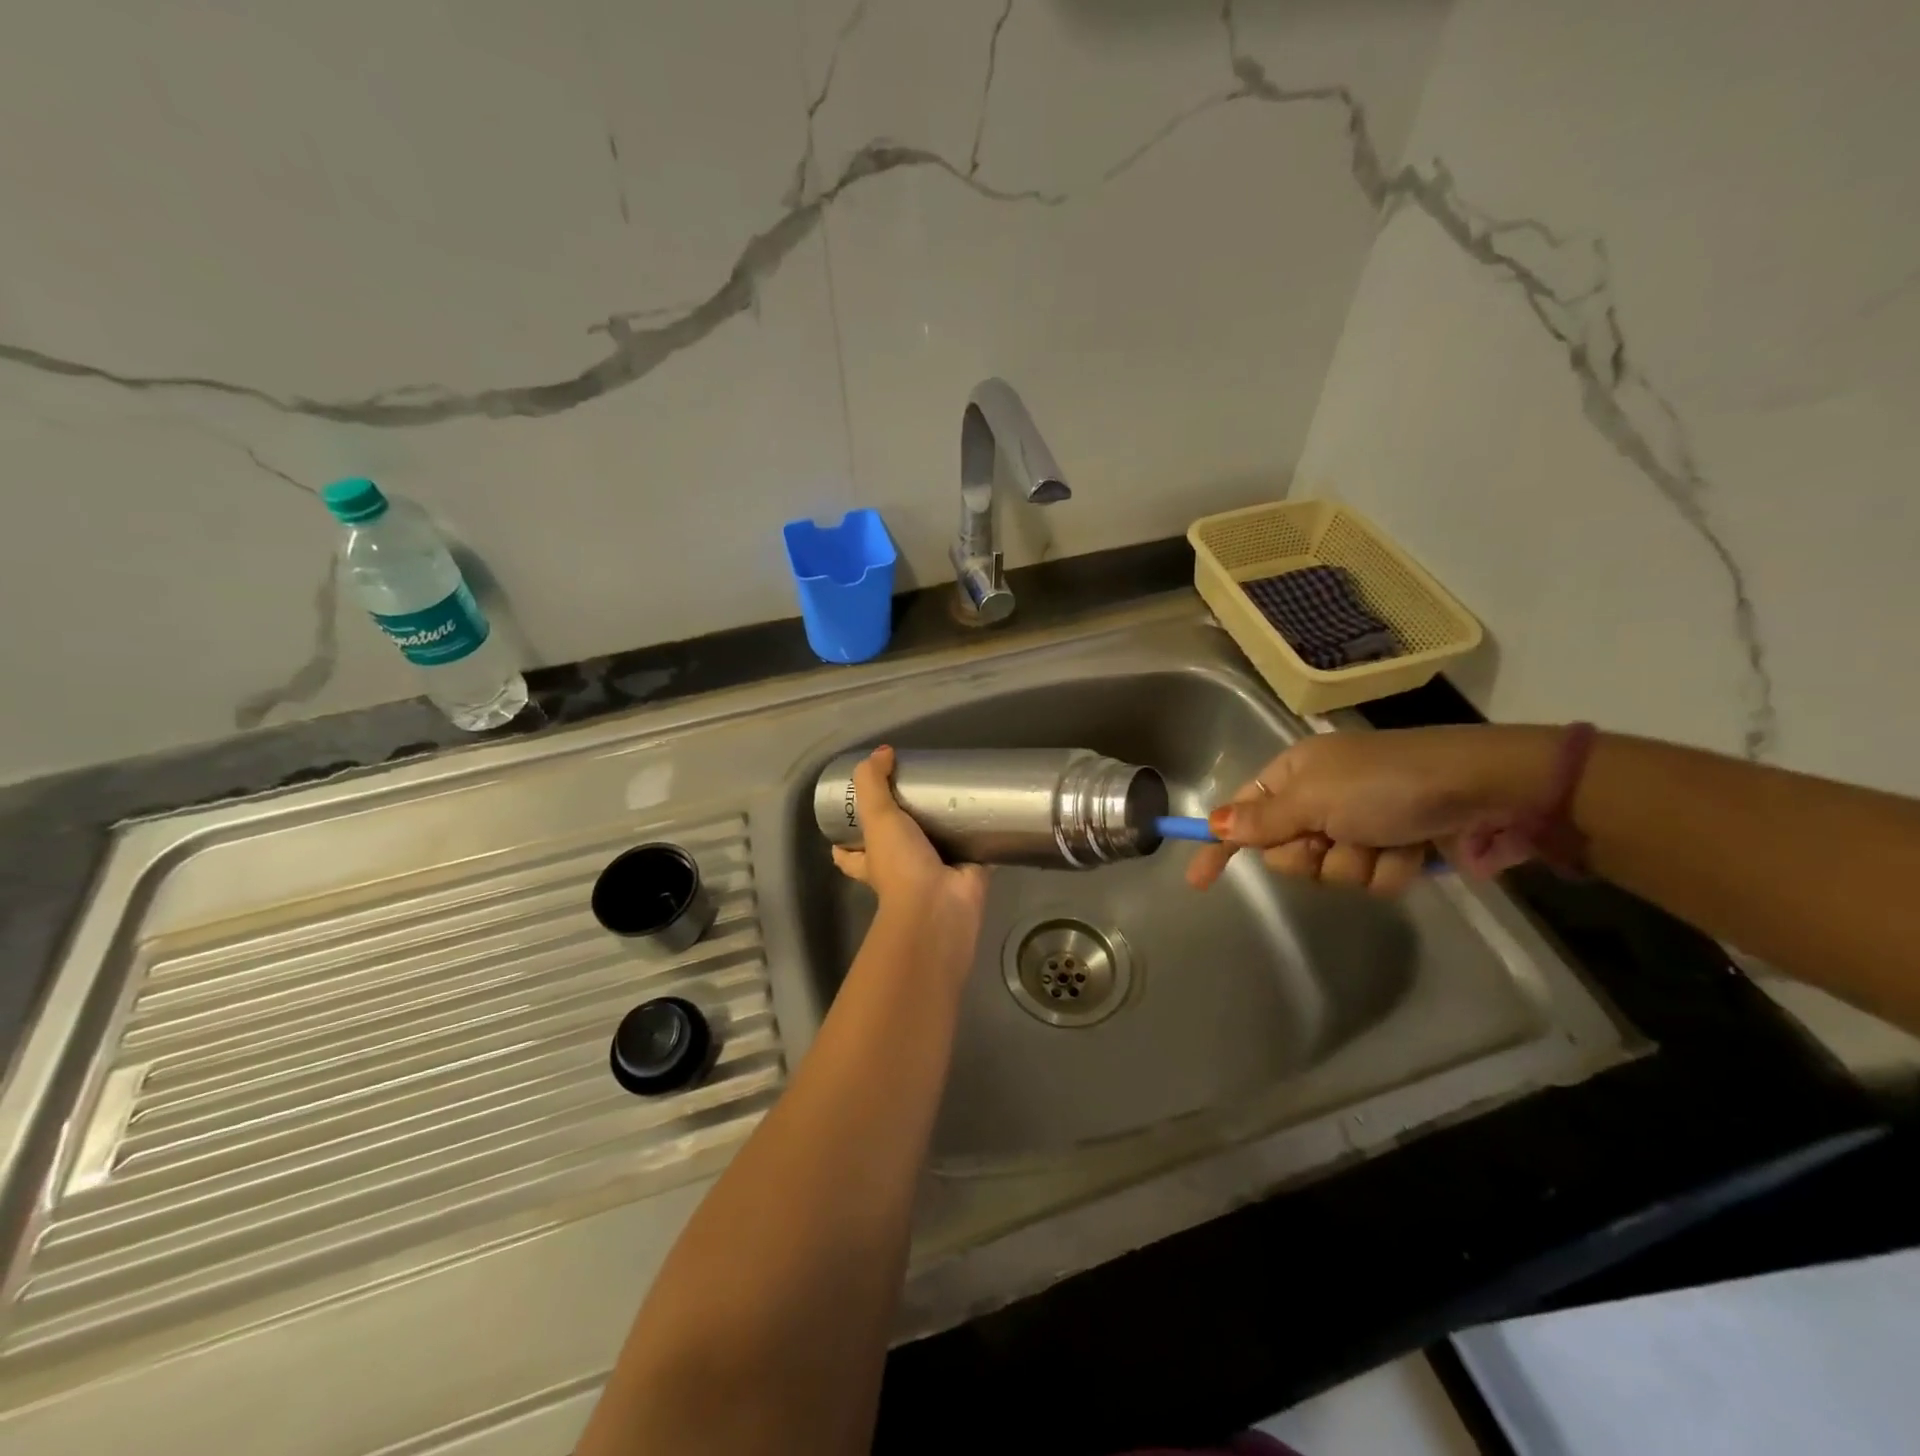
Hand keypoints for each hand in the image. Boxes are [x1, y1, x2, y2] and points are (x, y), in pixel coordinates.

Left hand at [831, 745, 990, 923]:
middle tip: (913, 792)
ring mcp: (935, 871)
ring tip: (953, 793)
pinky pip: (975, 849)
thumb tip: (882, 752)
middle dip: (903, 825)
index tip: (849, 818)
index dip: (844, 841)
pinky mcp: (967, 870)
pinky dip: (982, 835)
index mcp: (872, 862)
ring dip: (944, 826)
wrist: (941, 904)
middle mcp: (900, 868)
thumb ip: (873, 782)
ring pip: (936, 845)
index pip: (849, 854)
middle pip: (894, 846)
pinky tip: (990, 811)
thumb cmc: (900, 865)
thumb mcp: (876, 818)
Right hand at [1185, 726, 1559, 894]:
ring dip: (1357, 863)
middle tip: (1333, 836)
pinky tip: (1416, 850)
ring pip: (1331, 870)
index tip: (1197, 881)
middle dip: (1310, 854)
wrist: (1488, 789)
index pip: (1242, 813)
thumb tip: (1213, 823)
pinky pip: (1373, 877)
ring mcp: (1361, 823)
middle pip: (1286, 850)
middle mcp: (1323, 798)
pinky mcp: (1396, 846)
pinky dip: (1392, 869)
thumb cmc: (1387, 784)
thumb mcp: (1316, 798)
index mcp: (1296, 774)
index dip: (1219, 844)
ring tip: (1388, 840)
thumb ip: (1263, 819)